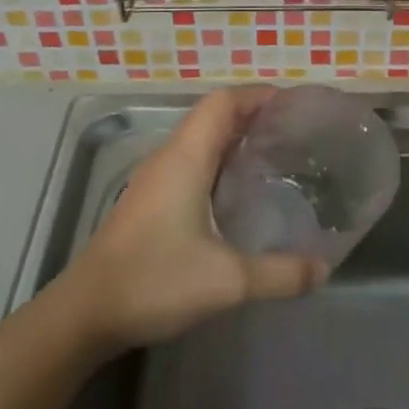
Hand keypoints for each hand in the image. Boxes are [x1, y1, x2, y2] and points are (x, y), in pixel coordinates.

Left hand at [62, 87, 327, 350]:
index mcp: (186, 157)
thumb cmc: (153, 281)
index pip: (223, 102)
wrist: (84, 313)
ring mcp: (154, 179)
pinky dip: (219, 162)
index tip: (295, 105)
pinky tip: (238, 193)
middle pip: (213, 116)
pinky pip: (191, 163)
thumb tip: (323, 269)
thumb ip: (280, 274)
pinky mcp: (149, 201)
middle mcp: (169, 157)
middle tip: (295, 132)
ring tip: (275, 156)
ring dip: (235, 139)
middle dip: (253, 115)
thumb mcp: (227, 282)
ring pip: (200, 140)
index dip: (258, 95)